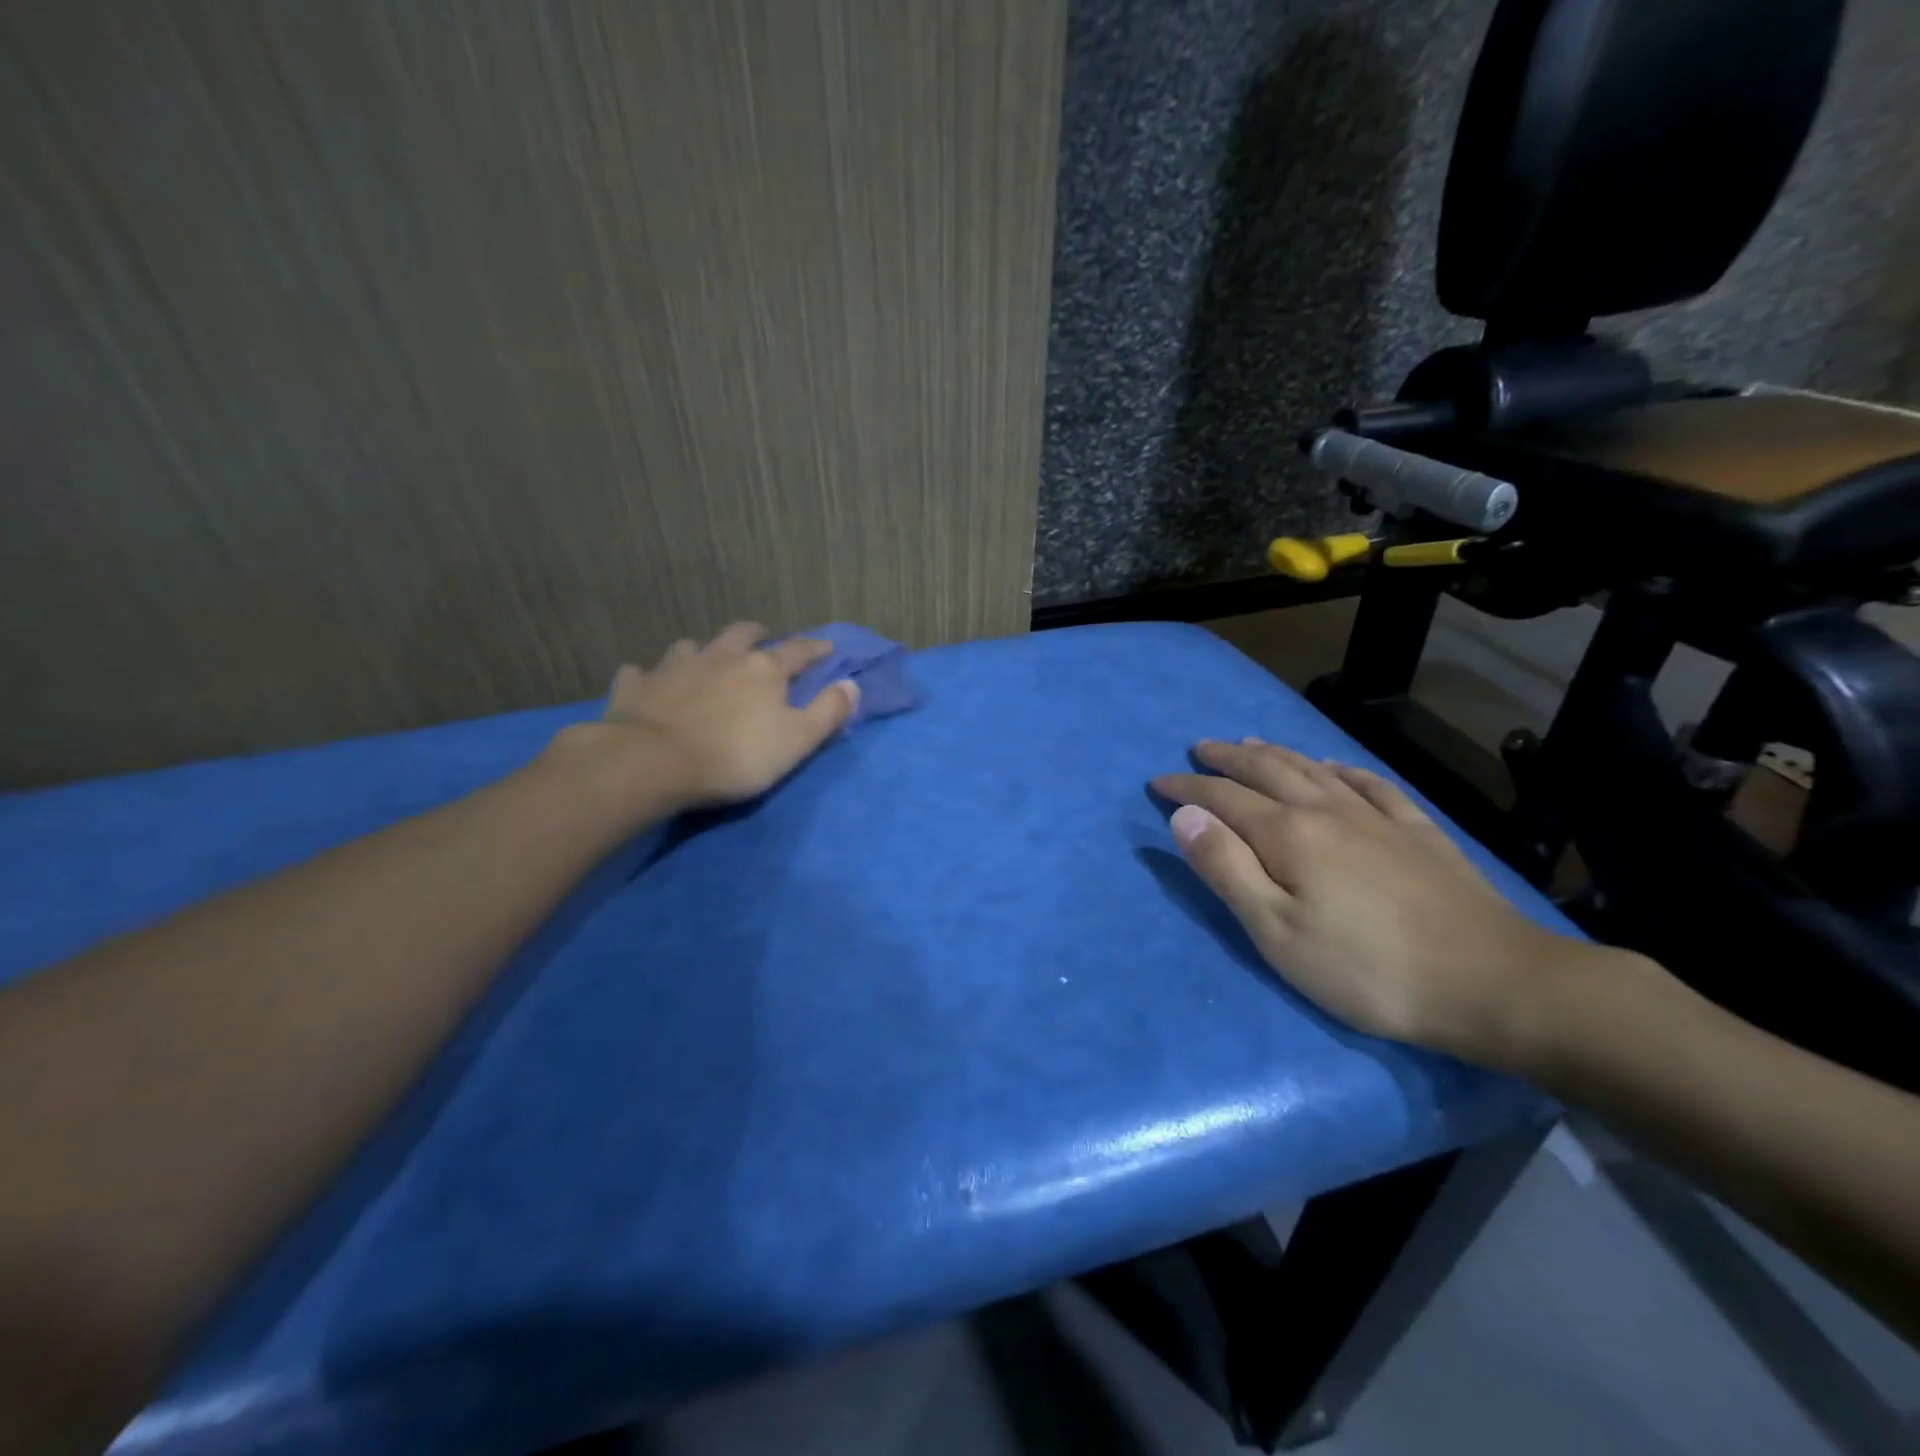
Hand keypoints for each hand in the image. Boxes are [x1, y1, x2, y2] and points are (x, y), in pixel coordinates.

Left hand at [567, 623, 859, 811]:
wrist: (652, 762)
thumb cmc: (735, 756)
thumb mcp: (797, 741)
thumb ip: (827, 712)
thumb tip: (852, 684)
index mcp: (764, 669)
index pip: (798, 651)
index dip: (816, 649)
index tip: (827, 648)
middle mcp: (721, 657)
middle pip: (742, 634)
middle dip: (756, 634)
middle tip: (762, 639)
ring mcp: (675, 667)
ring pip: (691, 647)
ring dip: (703, 652)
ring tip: (705, 662)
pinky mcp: (637, 686)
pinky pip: (642, 672)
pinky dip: (650, 676)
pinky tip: (650, 684)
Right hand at [1152, 739, 1603, 1069]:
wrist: (1493, 983)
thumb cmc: (1367, 969)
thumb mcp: (1277, 932)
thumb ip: (1226, 869)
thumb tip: (1184, 815)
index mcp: (1288, 834)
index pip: (1222, 798)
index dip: (1187, 787)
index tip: (1158, 782)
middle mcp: (1327, 810)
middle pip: (1266, 771)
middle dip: (1226, 759)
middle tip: (1199, 748)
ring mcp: (1377, 817)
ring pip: (1313, 769)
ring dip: (1275, 754)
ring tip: (1249, 743)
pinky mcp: (1417, 831)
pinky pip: (1370, 784)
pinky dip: (1342, 768)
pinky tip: (1335, 766)